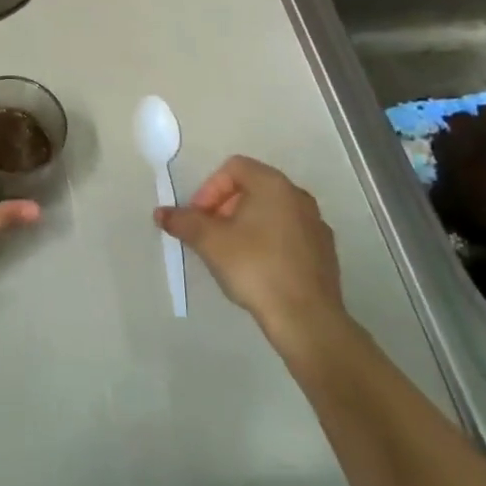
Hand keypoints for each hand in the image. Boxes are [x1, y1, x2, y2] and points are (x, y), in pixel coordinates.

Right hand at [156, 155, 348, 356]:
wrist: (306, 318)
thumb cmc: (255, 267)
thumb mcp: (209, 242)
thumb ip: (183, 221)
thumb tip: (161, 213)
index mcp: (273, 184)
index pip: (234, 167)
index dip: (209, 189)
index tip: (199, 218)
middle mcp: (298, 196)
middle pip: (253, 188)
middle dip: (224, 206)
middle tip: (210, 234)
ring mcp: (316, 224)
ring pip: (271, 212)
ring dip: (246, 224)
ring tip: (231, 253)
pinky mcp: (324, 252)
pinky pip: (288, 234)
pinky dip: (268, 242)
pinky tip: (258, 269)